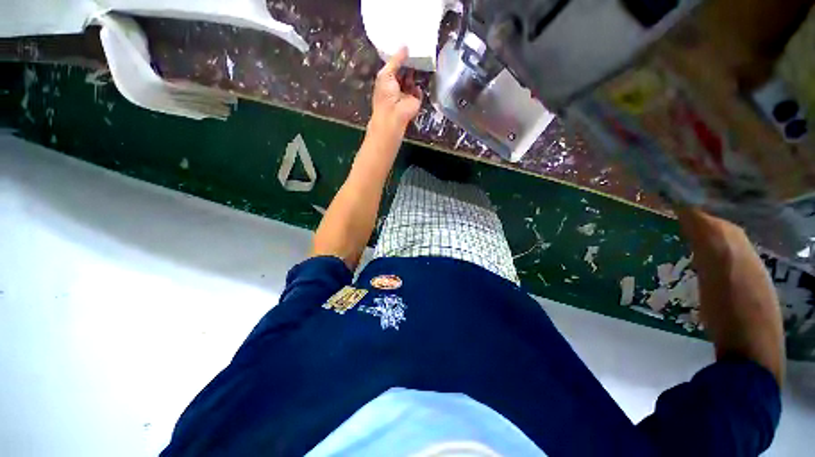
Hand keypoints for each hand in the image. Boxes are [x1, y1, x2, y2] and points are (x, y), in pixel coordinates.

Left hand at [370, 47, 421, 135]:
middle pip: (404, 73)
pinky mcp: (415, 100)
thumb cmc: (385, 95)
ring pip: (412, 80)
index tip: (405, 45)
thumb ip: (395, 60)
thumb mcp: (386, 73)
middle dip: (409, 63)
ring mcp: (407, 94)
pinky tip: (422, 74)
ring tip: (420, 58)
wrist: (394, 115)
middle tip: (415, 49)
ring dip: (415, 72)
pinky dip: (419, 85)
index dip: (399, 58)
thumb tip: (405, 46)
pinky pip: (419, 90)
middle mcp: (397, 87)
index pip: (394, 67)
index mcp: (387, 81)